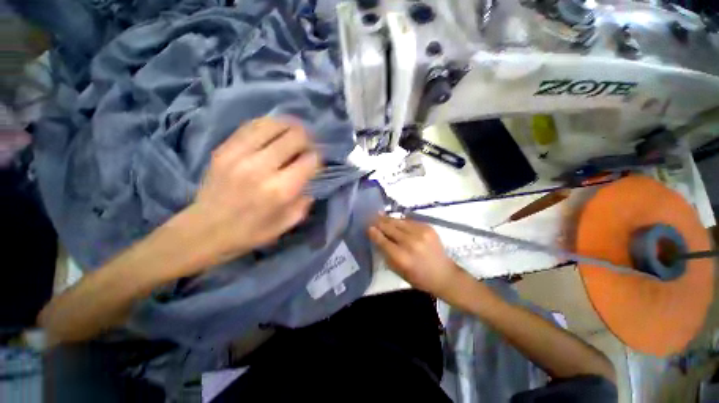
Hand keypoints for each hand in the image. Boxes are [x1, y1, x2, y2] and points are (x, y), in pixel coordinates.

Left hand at [182, 117, 318, 268]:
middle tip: (307, 146)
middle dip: (308, 139)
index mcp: (280, 190)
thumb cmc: (251, 231)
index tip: (316, 162)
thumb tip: (310, 179)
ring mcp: (240, 154)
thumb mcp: (288, 223)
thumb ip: (305, 200)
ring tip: (294, 133)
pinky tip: (275, 131)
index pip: (310, 160)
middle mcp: (262, 167)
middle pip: (295, 137)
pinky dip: (269, 125)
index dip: (317, 158)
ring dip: (290, 127)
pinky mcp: (224, 148)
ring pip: (274, 125)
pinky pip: (252, 126)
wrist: (205, 230)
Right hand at [368, 215, 461, 297]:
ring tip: (379, 214)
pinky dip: (400, 220)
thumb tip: (377, 237)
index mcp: (402, 257)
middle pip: (389, 228)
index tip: (367, 227)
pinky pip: (409, 221)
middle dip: (378, 222)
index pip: (383, 241)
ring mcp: (420, 233)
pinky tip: (395, 219)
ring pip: (398, 221)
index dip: (374, 232)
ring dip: (388, 218)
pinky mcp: (428, 227)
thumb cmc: (418, 277)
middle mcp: (410, 243)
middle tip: (370, 217)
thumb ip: (386, 253)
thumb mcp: (398, 270)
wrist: (443, 274)